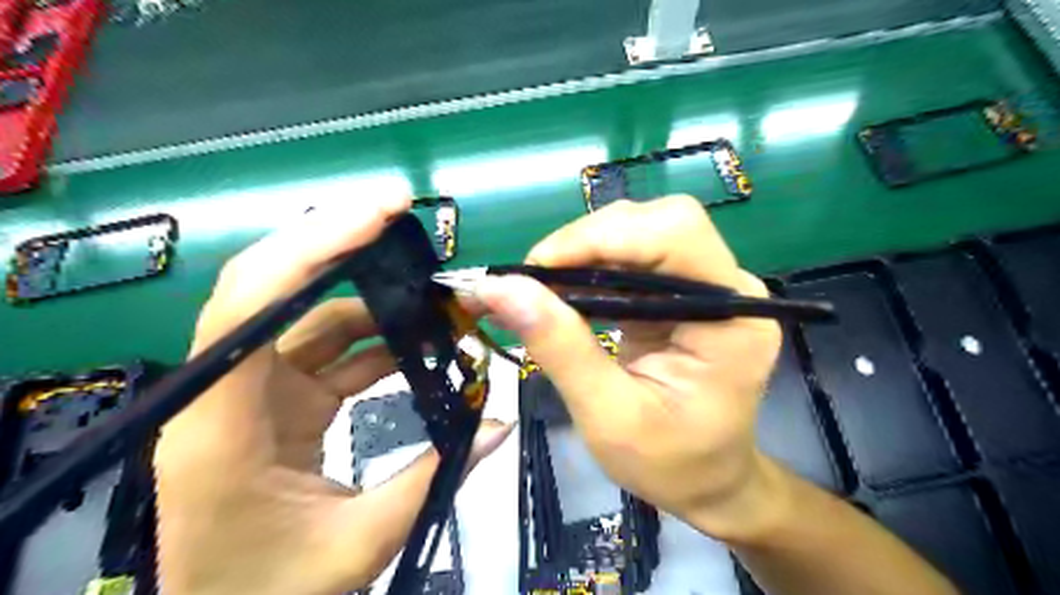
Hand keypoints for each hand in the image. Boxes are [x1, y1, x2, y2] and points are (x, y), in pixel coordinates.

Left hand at [152, 199, 507, 594]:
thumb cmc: (269, 593)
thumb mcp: (358, 544)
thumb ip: (434, 478)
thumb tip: (501, 424)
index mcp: (222, 421)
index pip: (252, 302)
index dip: (313, 246)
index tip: (379, 216)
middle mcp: (226, 388)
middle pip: (274, 286)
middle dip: (339, 243)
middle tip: (401, 218)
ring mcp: (252, 389)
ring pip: (308, 314)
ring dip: (371, 296)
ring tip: (431, 292)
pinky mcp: (277, 398)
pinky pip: (326, 348)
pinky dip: (374, 337)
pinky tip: (417, 339)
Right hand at [477, 196, 781, 543]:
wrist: (707, 482)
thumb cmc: (670, 464)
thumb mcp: (608, 417)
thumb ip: (561, 348)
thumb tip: (500, 288)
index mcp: (732, 318)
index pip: (675, 234)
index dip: (602, 237)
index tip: (537, 269)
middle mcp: (727, 287)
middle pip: (656, 223)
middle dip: (587, 242)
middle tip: (533, 281)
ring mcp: (706, 286)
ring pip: (639, 233)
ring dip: (581, 253)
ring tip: (537, 289)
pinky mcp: (681, 293)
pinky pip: (631, 259)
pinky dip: (587, 269)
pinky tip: (559, 294)